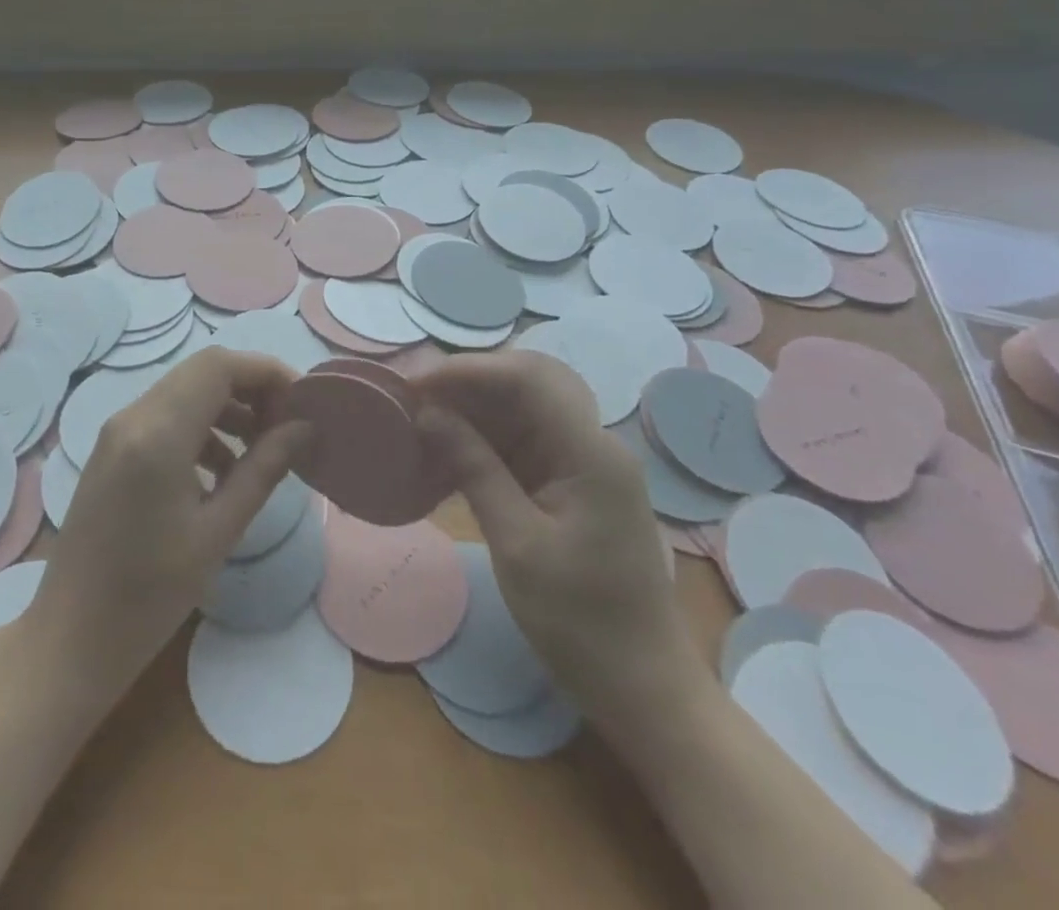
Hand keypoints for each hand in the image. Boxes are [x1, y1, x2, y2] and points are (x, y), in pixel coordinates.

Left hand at [25, 347, 307, 702]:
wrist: (70, 639)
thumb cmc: (149, 596)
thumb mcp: (218, 532)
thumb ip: (264, 469)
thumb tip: (305, 427)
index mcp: (158, 434)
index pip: (219, 366)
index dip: (266, 372)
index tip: (302, 402)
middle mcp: (133, 417)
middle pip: (202, 371)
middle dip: (251, 387)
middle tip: (287, 425)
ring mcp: (117, 431)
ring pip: (184, 390)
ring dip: (227, 406)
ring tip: (262, 448)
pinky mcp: (112, 449)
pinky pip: (165, 415)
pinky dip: (202, 426)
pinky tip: (222, 470)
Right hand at [418, 352, 702, 733]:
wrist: (643, 688)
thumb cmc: (581, 623)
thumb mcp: (517, 545)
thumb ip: (474, 468)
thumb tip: (428, 413)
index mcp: (591, 453)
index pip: (527, 378)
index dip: (468, 370)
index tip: (416, 386)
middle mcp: (593, 443)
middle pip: (527, 382)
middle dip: (468, 381)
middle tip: (415, 397)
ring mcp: (585, 461)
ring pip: (523, 407)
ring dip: (473, 406)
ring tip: (422, 417)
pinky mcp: (572, 482)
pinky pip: (524, 439)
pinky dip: (485, 436)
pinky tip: (449, 447)